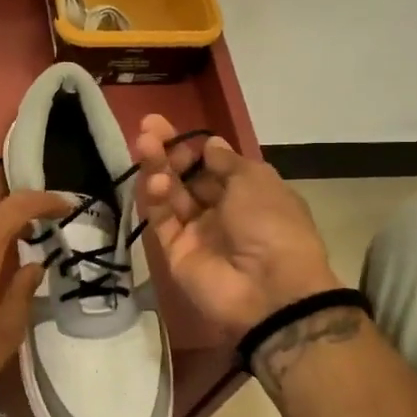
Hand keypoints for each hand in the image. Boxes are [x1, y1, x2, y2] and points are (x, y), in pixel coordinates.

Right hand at [135, 114, 342, 341]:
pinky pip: (162, 221)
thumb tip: (210, 143)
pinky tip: (156, 182)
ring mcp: (196, 233)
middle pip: (187, 177)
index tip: (170, 127)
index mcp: (248, 193)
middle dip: (168, 152)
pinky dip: (156, 199)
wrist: (269, 289)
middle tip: (147, 129)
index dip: (192, 145)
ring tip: (144, 146)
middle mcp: (221, 211)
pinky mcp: (175, 252)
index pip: (212, 164)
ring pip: (171, 195)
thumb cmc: (271, 224)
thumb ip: (226, 161)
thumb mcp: (256, 180)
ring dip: (158, 169)